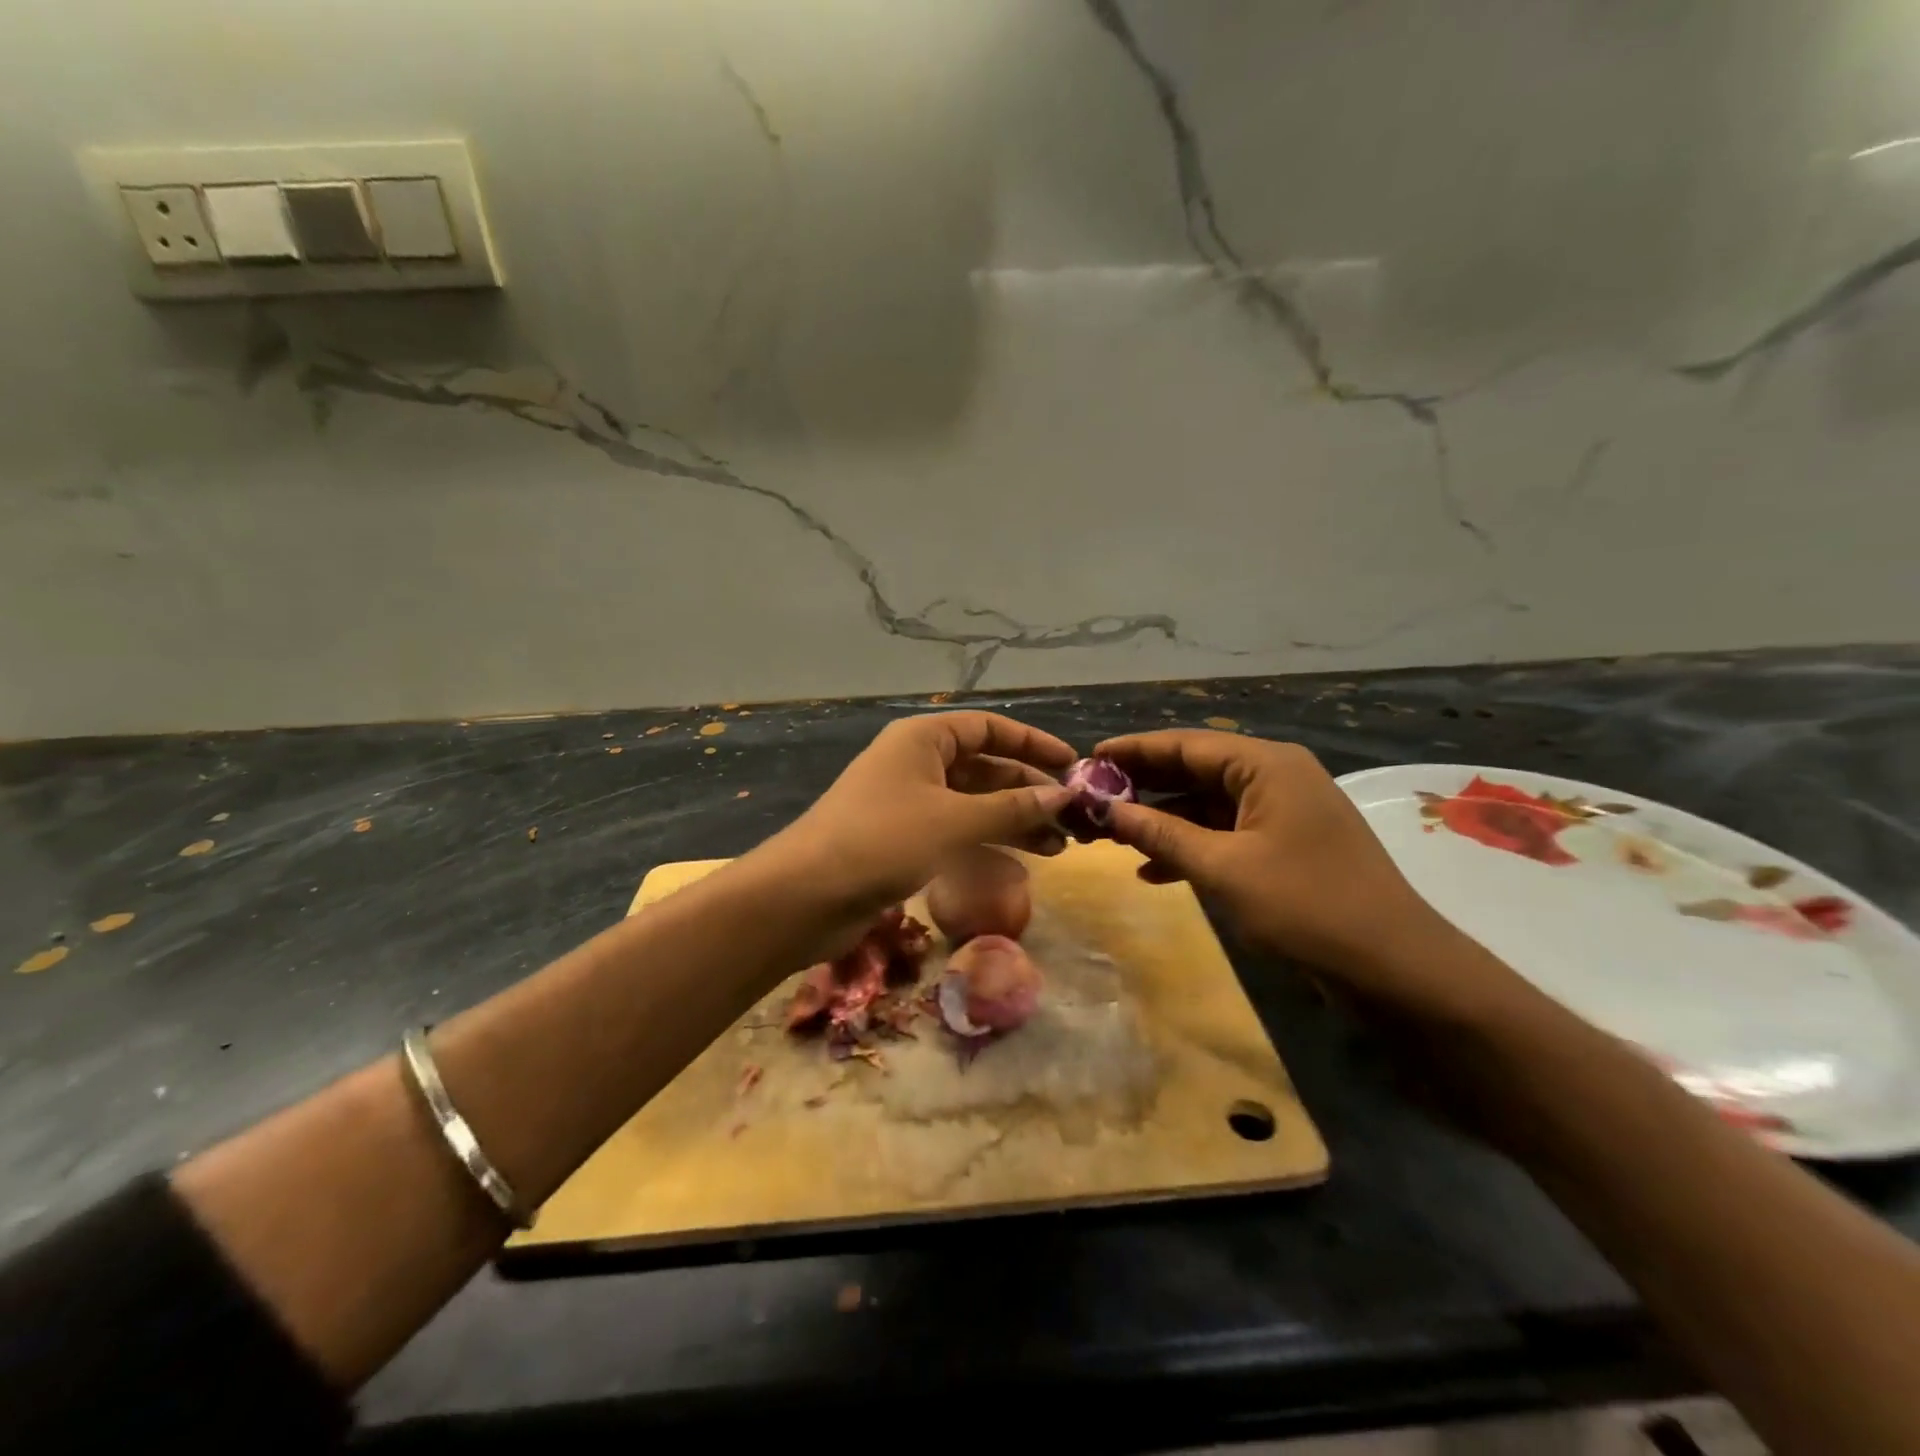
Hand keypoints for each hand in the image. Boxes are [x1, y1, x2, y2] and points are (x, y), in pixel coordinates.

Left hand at [769, 711, 1074, 931]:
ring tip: (1059, 846)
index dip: (1032, 744)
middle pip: (984, 767)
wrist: (804, 895)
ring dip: (1014, 821)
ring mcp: (908, 803)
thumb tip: (1063, 796)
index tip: (1073, 765)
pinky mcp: (902, 840)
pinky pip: (955, 832)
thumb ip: (1012, 808)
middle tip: (1072, 818)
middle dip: (1028, 790)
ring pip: (973, 803)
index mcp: (923, 739)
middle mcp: (916, 763)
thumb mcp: (955, 822)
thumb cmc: (882, 840)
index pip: (989, 728)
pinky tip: (1019, 864)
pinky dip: (986, 843)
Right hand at [1095, 730, 1470, 1003]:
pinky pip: (1224, 833)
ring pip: (1206, 804)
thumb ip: (1160, 833)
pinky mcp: (1284, 845)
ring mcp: (1281, 812)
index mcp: (1266, 764)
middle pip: (1194, 770)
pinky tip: (1152, 871)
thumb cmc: (1306, 905)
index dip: (1132, 751)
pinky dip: (1189, 847)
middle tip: (1091, 798)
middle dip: (1142, 786)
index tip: (1086, 759)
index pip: (1184, 744)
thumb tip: (1103, 809)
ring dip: (1161, 820)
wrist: (1394, 968)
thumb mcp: (1222, 868)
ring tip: (1110, 836)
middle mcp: (1274, 776)